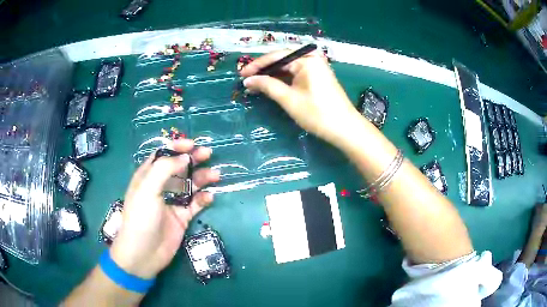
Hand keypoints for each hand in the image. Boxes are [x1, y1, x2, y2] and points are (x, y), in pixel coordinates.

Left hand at [110, 139, 219, 278]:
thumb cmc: (141, 217)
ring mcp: (172, 202)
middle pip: (179, 167)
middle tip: (208, 154)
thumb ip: (165, 169)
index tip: (192, 143)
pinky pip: (196, 204)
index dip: (177, 147)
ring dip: (202, 177)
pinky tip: (209, 198)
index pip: (163, 155)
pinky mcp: (182, 217)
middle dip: (193, 159)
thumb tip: (184, 157)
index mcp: (148, 176)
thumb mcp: (147, 189)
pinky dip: (203, 199)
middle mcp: (161, 186)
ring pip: (190, 184)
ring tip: (216, 175)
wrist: (144, 253)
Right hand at [240, 49, 364, 146]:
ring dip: (271, 75)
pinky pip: (295, 73)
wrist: (344, 128)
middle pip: (282, 60)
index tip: (240, 75)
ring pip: (288, 67)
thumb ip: (267, 85)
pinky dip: (283, 80)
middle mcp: (311, 58)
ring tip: (254, 84)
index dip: (256, 66)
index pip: (276, 56)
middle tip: (246, 80)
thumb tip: (247, 80)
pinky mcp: (317, 76)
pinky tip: (270, 85)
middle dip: (263, 70)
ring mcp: (316, 66)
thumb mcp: (289, 99)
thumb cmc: (317, 113)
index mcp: (306, 59)